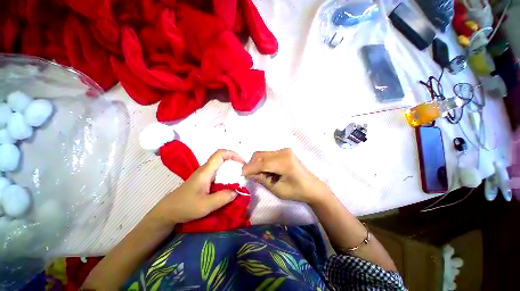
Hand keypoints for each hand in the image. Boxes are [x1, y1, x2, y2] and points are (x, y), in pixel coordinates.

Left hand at [150, 150, 244, 225]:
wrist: (168, 212)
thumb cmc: (185, 206)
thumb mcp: (205, 205)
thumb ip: (222, 198)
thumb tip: (237, 191)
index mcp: (205, 171)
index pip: (220, 154)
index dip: (233, 154)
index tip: (242, 163)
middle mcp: (206, 170)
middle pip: (222, 159)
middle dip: (235, 163)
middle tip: (243, 173)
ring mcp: (205, 175)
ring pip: (221, 167)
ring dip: (231, 171)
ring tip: (239, 180)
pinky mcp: (205, 181)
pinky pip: (219, 175)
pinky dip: (227, 177)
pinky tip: (230, 186)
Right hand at [242, 148, 331, 204]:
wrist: (313, 187)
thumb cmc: (297, 191)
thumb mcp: (277, 190)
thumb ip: (262, 180)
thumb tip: (249, 174)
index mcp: (284, 162)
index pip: (261, 162)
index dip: (249, 168)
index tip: (241, 174)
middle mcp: (283, 152)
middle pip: (260, 155)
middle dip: (251, 164)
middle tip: (248, 175)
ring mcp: (284, 150)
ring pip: (263, 154)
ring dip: (257, 163)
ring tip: (258, 174)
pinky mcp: (284, 152)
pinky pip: (268, 155)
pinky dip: (263, 162)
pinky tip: (265, 170)